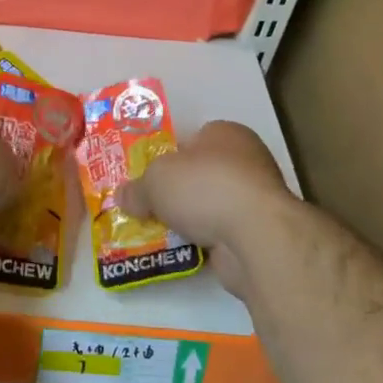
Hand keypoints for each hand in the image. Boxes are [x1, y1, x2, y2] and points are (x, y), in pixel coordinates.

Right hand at [117, 121, 297, 297]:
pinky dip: (204, 239)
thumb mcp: (154, 181)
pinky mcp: (259, 230)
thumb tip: (122, 197)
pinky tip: (181, 248)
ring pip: (211, 204)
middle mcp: (246, 159)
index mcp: (225, 134)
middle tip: (149, 205)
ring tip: (159, 231)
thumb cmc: (203, 187)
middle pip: (200, 174)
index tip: (149, 177)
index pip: (192, 140)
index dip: (168, 157)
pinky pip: (221, 231)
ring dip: (190, 218)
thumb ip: (136, 189)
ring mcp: (256, 197)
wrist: (255, 235)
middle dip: (177, 191)